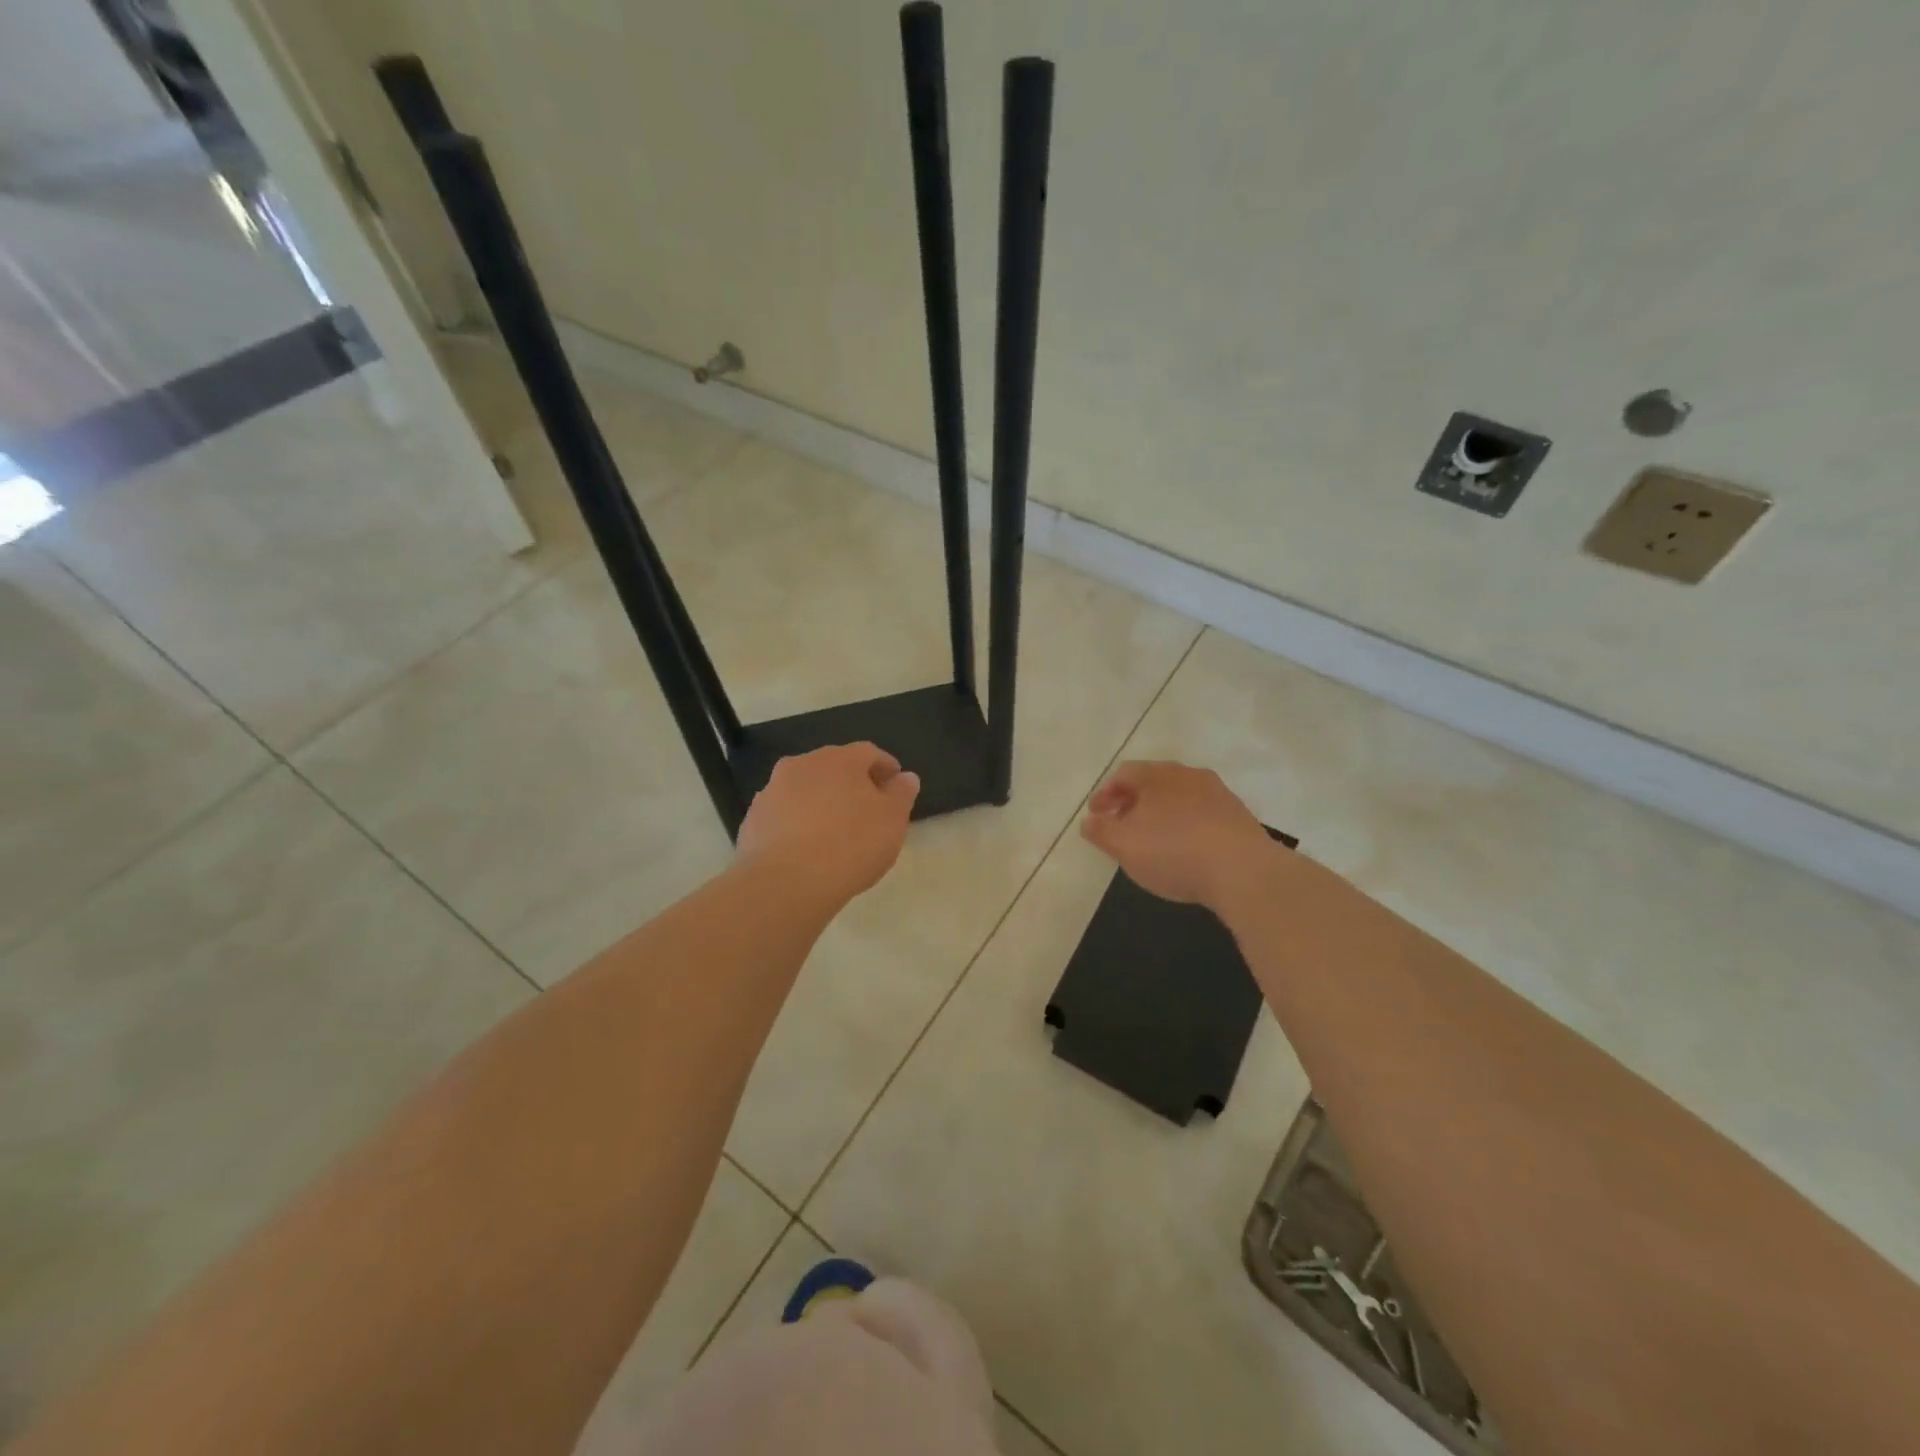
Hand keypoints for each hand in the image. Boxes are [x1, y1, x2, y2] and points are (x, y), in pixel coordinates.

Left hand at [736, 743, 919, 904]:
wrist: (785, 883)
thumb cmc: (850, 845)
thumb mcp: (892, 821)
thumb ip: (901, 794)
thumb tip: (905, 777)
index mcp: (839, 759)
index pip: (869, 753)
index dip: (885, 768)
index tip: (896, 786)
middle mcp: (802, 765)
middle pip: (834, 768)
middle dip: (852, 784)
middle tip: (867, 809)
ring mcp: (772, 791)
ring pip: (805, 790)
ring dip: (822, 802)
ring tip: (835, 832)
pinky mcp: (753, 819)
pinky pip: (784, 814)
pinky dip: (798, 823)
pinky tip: (807, 849)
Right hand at [1079, 761, 1277, 909]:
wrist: (1244, 870)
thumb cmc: (1173, 852)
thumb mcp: (1123, 845)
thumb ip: (1100, 831)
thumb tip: (1089, 820)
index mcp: (1157, 775)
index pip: (1123, 774)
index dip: (1105, 794)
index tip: (1096, 815)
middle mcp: (1188, 775)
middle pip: (1153, 782)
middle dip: (1133, 802)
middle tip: (1121, 824)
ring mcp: (1218, 793)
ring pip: (1179, 797)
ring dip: (1161, 813)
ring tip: (1153, 839)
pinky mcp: (1239, 816)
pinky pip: (1202, 814)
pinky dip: (1186, 825)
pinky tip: (1185, 849)